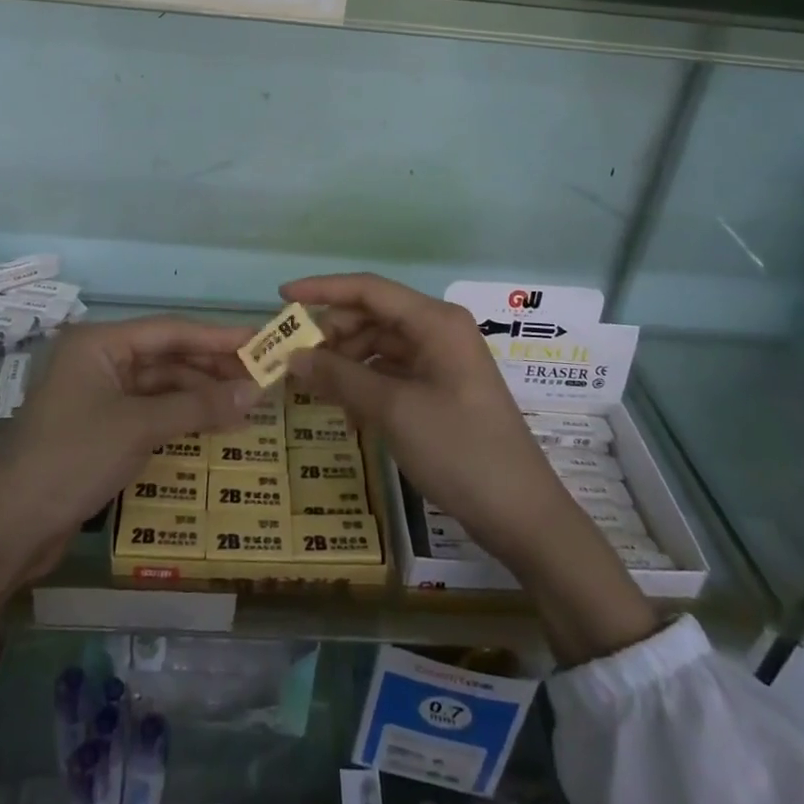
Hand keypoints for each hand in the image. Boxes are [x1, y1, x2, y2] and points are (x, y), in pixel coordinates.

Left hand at [0, 315, 259, 540]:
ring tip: (245, 405)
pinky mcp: (98, 428)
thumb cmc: (72, 458)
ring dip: (199, 395)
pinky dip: (179, 417)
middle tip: (260, 377)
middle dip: (211, 368)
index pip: (169, 331)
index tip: (259, 339)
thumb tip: (257, 392)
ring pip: (159, 386)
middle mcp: (97, 360)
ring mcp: (96, 395)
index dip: (217, 336)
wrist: (8, 529)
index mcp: (98, 343)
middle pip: (165, 356)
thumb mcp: (140, 427)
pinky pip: (148, 411)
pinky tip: (212, 425)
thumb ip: (199, 406)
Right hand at [282, 274, 657, 661]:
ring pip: (380, 345)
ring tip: (314, 387)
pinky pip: (393, 372)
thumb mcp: (393, 410)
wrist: (521, 514)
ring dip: (346, 361)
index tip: (281, 297)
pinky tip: (344, 407)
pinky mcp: (441, 390)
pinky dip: (365, 382)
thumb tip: (292, 356)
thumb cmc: (459, 450)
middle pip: (373, 316)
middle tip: (295, 360)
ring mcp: (442, 361)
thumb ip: (340, 376)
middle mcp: (439, 331)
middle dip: (333, 333)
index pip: (369, 289)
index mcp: (435, 321)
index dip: (323, 289)